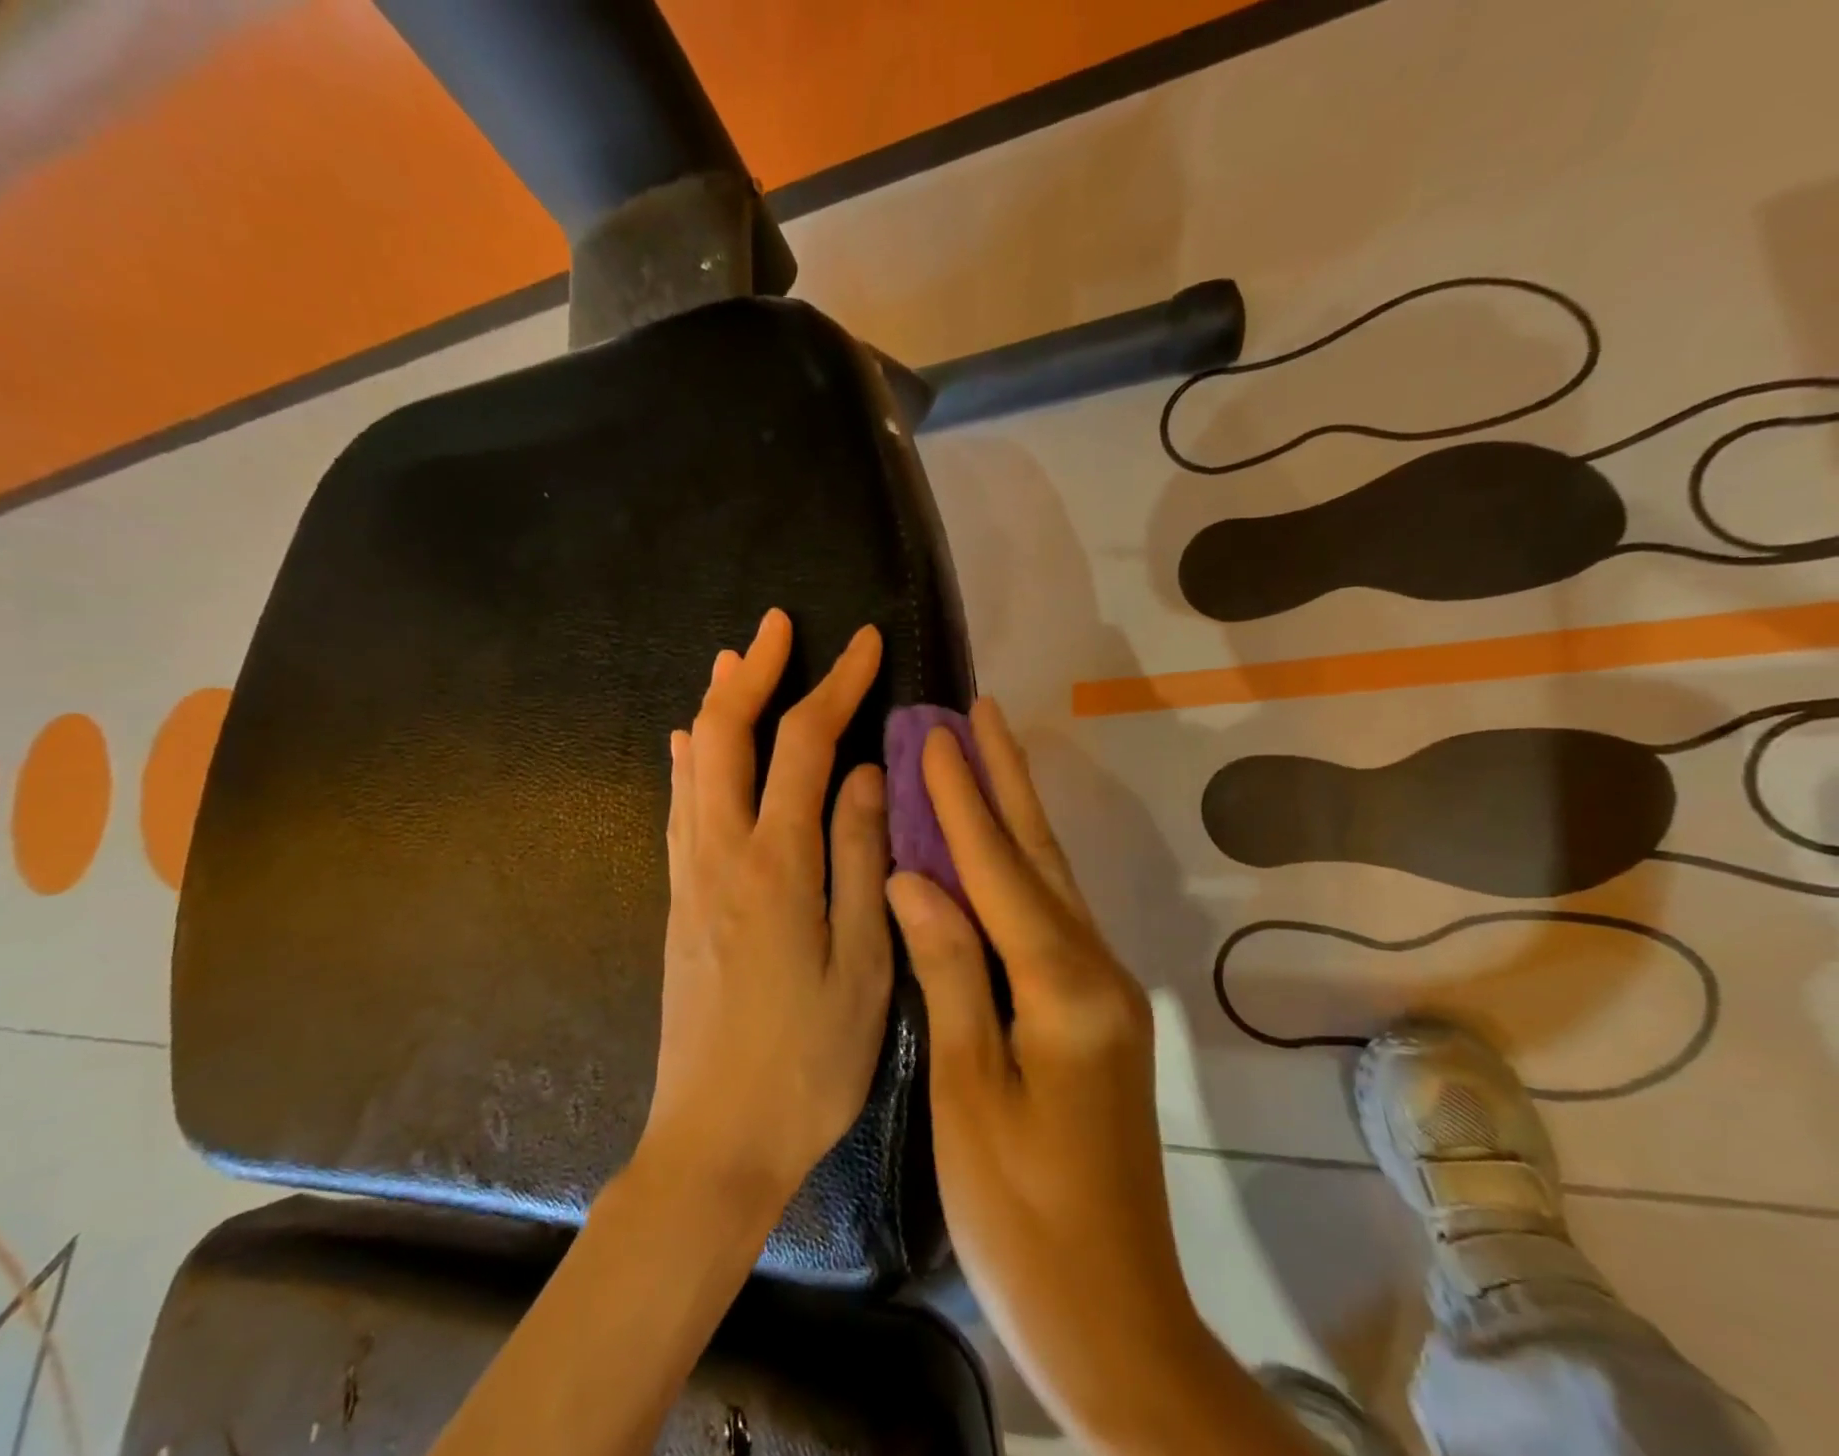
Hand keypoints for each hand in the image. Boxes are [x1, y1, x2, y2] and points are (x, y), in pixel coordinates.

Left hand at [642, 609, 893, 1219]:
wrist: (714, 1141)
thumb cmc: (807, 1061)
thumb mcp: (862, 963)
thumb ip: (858, 856)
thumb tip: (860, 773)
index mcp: (777, 862)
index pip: (806, 743)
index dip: (837, 684)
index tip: (867, 644)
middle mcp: (722, 852)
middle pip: (729, 734)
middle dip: (755, 671)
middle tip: (778, 624)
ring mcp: (691, 875)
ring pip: (695, 763)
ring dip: (718, 704)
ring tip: (734, 659)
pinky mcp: (678, 901)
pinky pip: (679, 807)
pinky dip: (689, 760)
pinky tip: (688, 744)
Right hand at [887, 701, 1312, 1455]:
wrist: (1112, 1315)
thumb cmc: (1023, 1213)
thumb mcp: (969, 1091)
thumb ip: (949, 970)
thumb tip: (914, 876)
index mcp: (1063, 987)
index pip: (999, 869)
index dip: (962, 800)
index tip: (936, 733)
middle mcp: (1095, 970)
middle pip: (1041, 855)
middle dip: (1007, 778)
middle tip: (981, 711)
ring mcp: (1102, 991)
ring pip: (1051, 880)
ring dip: (1016, 813)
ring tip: (988, 755)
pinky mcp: (1095, 1012)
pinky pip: (1050, 917)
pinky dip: (1020, 868)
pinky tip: (1000, 850)